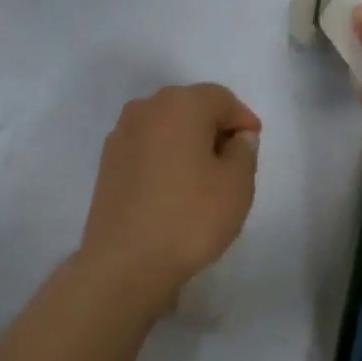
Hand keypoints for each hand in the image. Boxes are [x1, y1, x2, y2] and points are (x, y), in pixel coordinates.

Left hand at [78, 84, 260, 305]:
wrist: (125, 262)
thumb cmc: (190, 217)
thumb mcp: (237, 184)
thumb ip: (244, 151)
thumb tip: (237, 137)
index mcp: (180, 104)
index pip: (221, 98)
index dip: (242, 119)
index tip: (253, 145)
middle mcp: (146, 108)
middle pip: (190, 106)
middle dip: (214, 127)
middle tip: (232, 161)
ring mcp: (121, 134)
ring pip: (166, 126)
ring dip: (187, 142)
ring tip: (203, 178)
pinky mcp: (107, 161)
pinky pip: (146, 146)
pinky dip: (164, 157)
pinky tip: (173, 188)